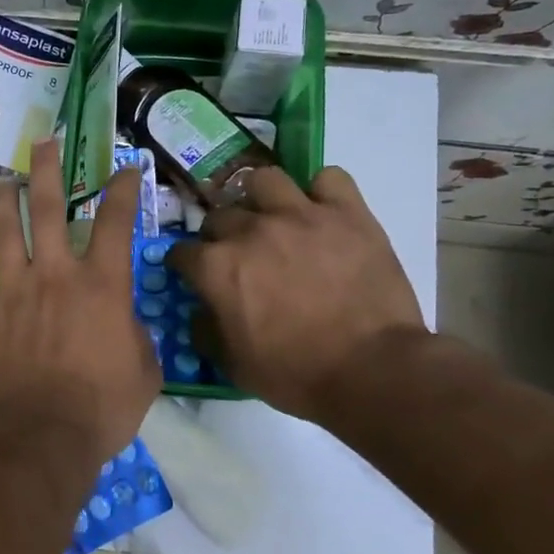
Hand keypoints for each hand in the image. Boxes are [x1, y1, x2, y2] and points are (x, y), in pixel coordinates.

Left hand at [0, 142, 159, 468]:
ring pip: (3, 231)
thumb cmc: (103, 408)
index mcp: (100, 284)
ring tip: (2, 186)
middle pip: (47, 205)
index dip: (124, 189)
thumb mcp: (144, 370)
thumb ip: (133, 333)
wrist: (41, 436)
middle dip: (46, 168)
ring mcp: (12, 290)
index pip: (117, 221)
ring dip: (3, 203)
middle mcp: (54, 274)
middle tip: (43, 143)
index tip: (125, 168)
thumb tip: (121, 321)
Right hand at [167, 166, 425, 424]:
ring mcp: (300, 215)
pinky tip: (323, 212)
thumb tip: (200, 312)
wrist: (372, 371)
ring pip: (265, 180)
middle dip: (221, 235)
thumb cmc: (295, 374)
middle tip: (239, 255)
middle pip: (219, 215)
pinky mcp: (347, 213)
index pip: (181, 252)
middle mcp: (250, 231)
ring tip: (274, 217)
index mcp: (216, 267)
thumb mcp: (233, 365)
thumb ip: (206, 331)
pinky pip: (329, 178)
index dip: (186, 266)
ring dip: (262, 198)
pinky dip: (323, 192)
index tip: (195, 276)